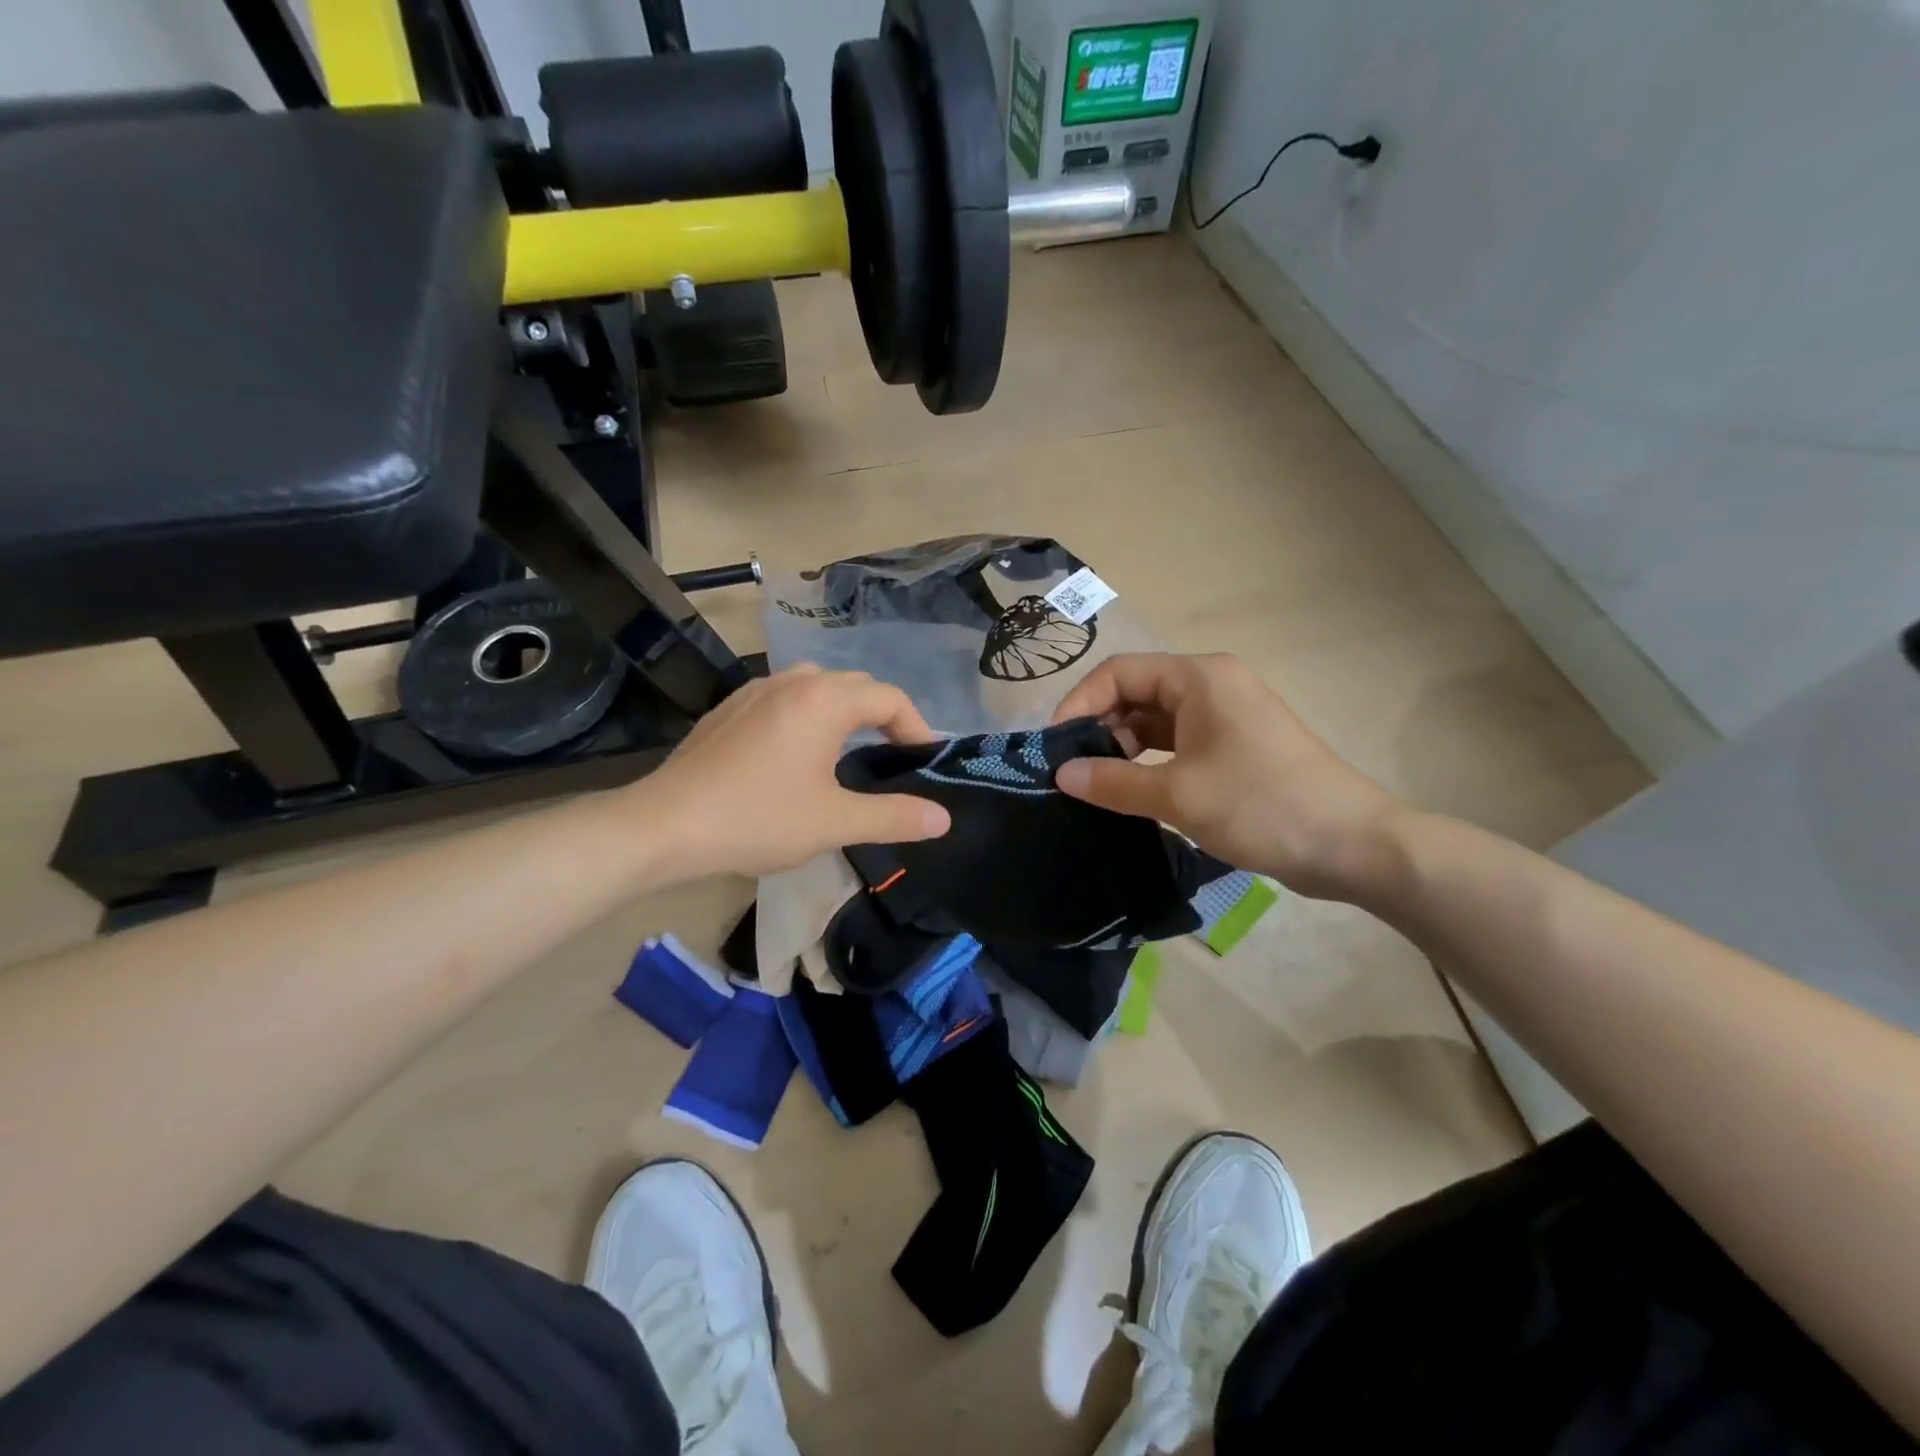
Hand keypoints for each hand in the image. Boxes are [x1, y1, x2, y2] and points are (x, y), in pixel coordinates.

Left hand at [636, 666, 950, 879]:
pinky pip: (783, 697)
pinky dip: (807, 714)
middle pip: (855, 685)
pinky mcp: (729, 708)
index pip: (889, 698)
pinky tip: (795, 752)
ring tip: (849, 748)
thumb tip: (943, 818)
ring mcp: (755, 691)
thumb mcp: (835, 823)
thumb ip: (894, 817)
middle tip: (893, 756)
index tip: (924, 761)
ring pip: (816, 685)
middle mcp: (793, 682)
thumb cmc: (758, 819)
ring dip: (843, 710)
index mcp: (824, 700)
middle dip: (882, 715)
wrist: (665, 825)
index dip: (916, 727)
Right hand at [1051, 653, 1408, 900]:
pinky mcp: (1234, 747)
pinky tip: (1130, 791)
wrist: (1352, 845)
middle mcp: (1211, 686)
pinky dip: (1149, 762)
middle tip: (1072, 770)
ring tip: (1097, 785)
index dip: (1079, 703)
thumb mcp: (1178, 795)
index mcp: (1199, 678)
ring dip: (1123, 747)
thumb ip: (1112, 782)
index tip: (1054, 747)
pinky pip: (1177, 743)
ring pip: (1155, 720)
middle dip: (1099, 727)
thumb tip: (1061, 775)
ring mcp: (1225, 717)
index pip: (1119, 672)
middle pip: (1136, 692)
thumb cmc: (1261, 805)